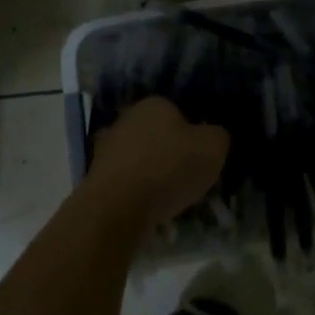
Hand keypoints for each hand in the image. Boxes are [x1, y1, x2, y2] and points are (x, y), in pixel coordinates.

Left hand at [88, 97, 229, 228]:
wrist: (117, 208)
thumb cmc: (168, 168)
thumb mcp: (213, 148)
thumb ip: (218, 136)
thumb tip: (214, 136)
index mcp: (154, 103)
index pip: (180, 113)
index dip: (194, 135)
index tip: (201, 158)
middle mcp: (127, 118)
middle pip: (158, 136)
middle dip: (172, 155)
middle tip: (187, 179)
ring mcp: (107, 147)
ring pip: (141, 159)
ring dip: (153, 176)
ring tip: (169, 202)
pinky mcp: (95, 176)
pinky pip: (126, 182)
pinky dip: (137, 194)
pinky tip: (149, 211)